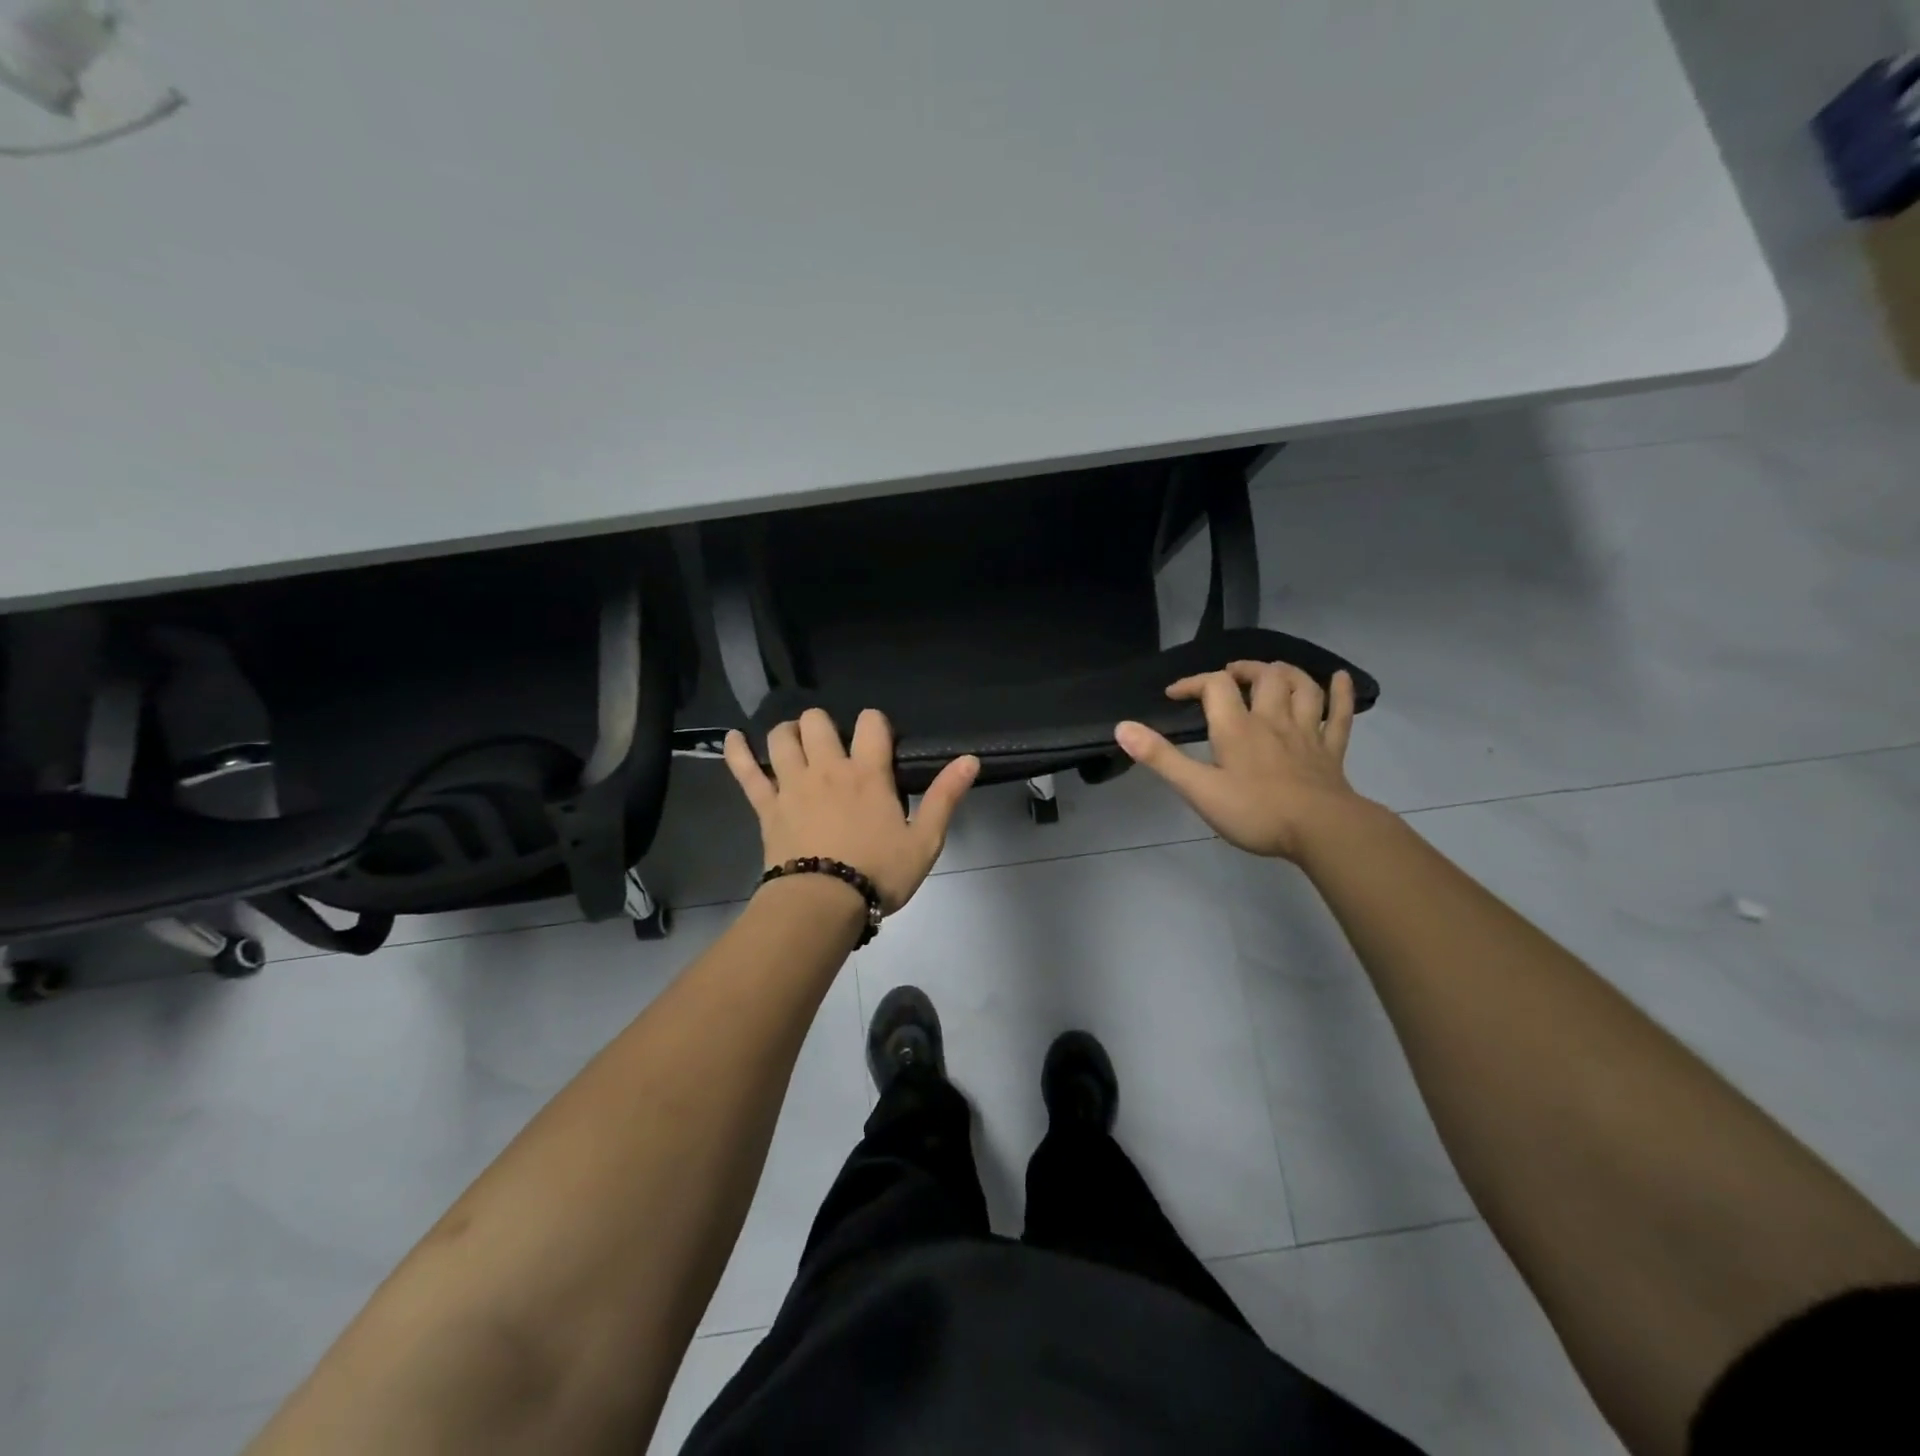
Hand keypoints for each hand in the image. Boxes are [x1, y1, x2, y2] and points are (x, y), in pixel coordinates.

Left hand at [723, 709, 979, 912]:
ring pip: (782, 737)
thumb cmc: (878, 874)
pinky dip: (737, 751)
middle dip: (825, 724)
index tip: (879, 741)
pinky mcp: (766, 806)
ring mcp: (791, 784)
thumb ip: (945, 797)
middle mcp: (827, 768)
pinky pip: (745, 771)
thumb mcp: (924, 841)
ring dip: (789, 733)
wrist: (822, 905)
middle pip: (818, 721)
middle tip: (833, 746)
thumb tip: (971, 759)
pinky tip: (733, 738)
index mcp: (868, 773)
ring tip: (797, 744)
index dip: (876, 723)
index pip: (871, 722)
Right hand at [1114, 661, 1369, 861]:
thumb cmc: (1255, 812)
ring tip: (1274, 671)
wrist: (1322, 831)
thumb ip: (1161, 758)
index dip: (1193, 683)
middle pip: (1264, 677)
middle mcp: (1273, 720)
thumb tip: (1122, 727)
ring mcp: (1306, 734)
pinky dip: (1341, 693)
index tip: (1174, 695)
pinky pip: (1339, 715)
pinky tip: (1341, 678)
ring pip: (1302, 688)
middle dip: (1244, 669)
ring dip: (1287, 673)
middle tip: (1229, 676)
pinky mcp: (1331, 752)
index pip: (1215, 686)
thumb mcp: (1198, 789)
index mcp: (1237, 728)